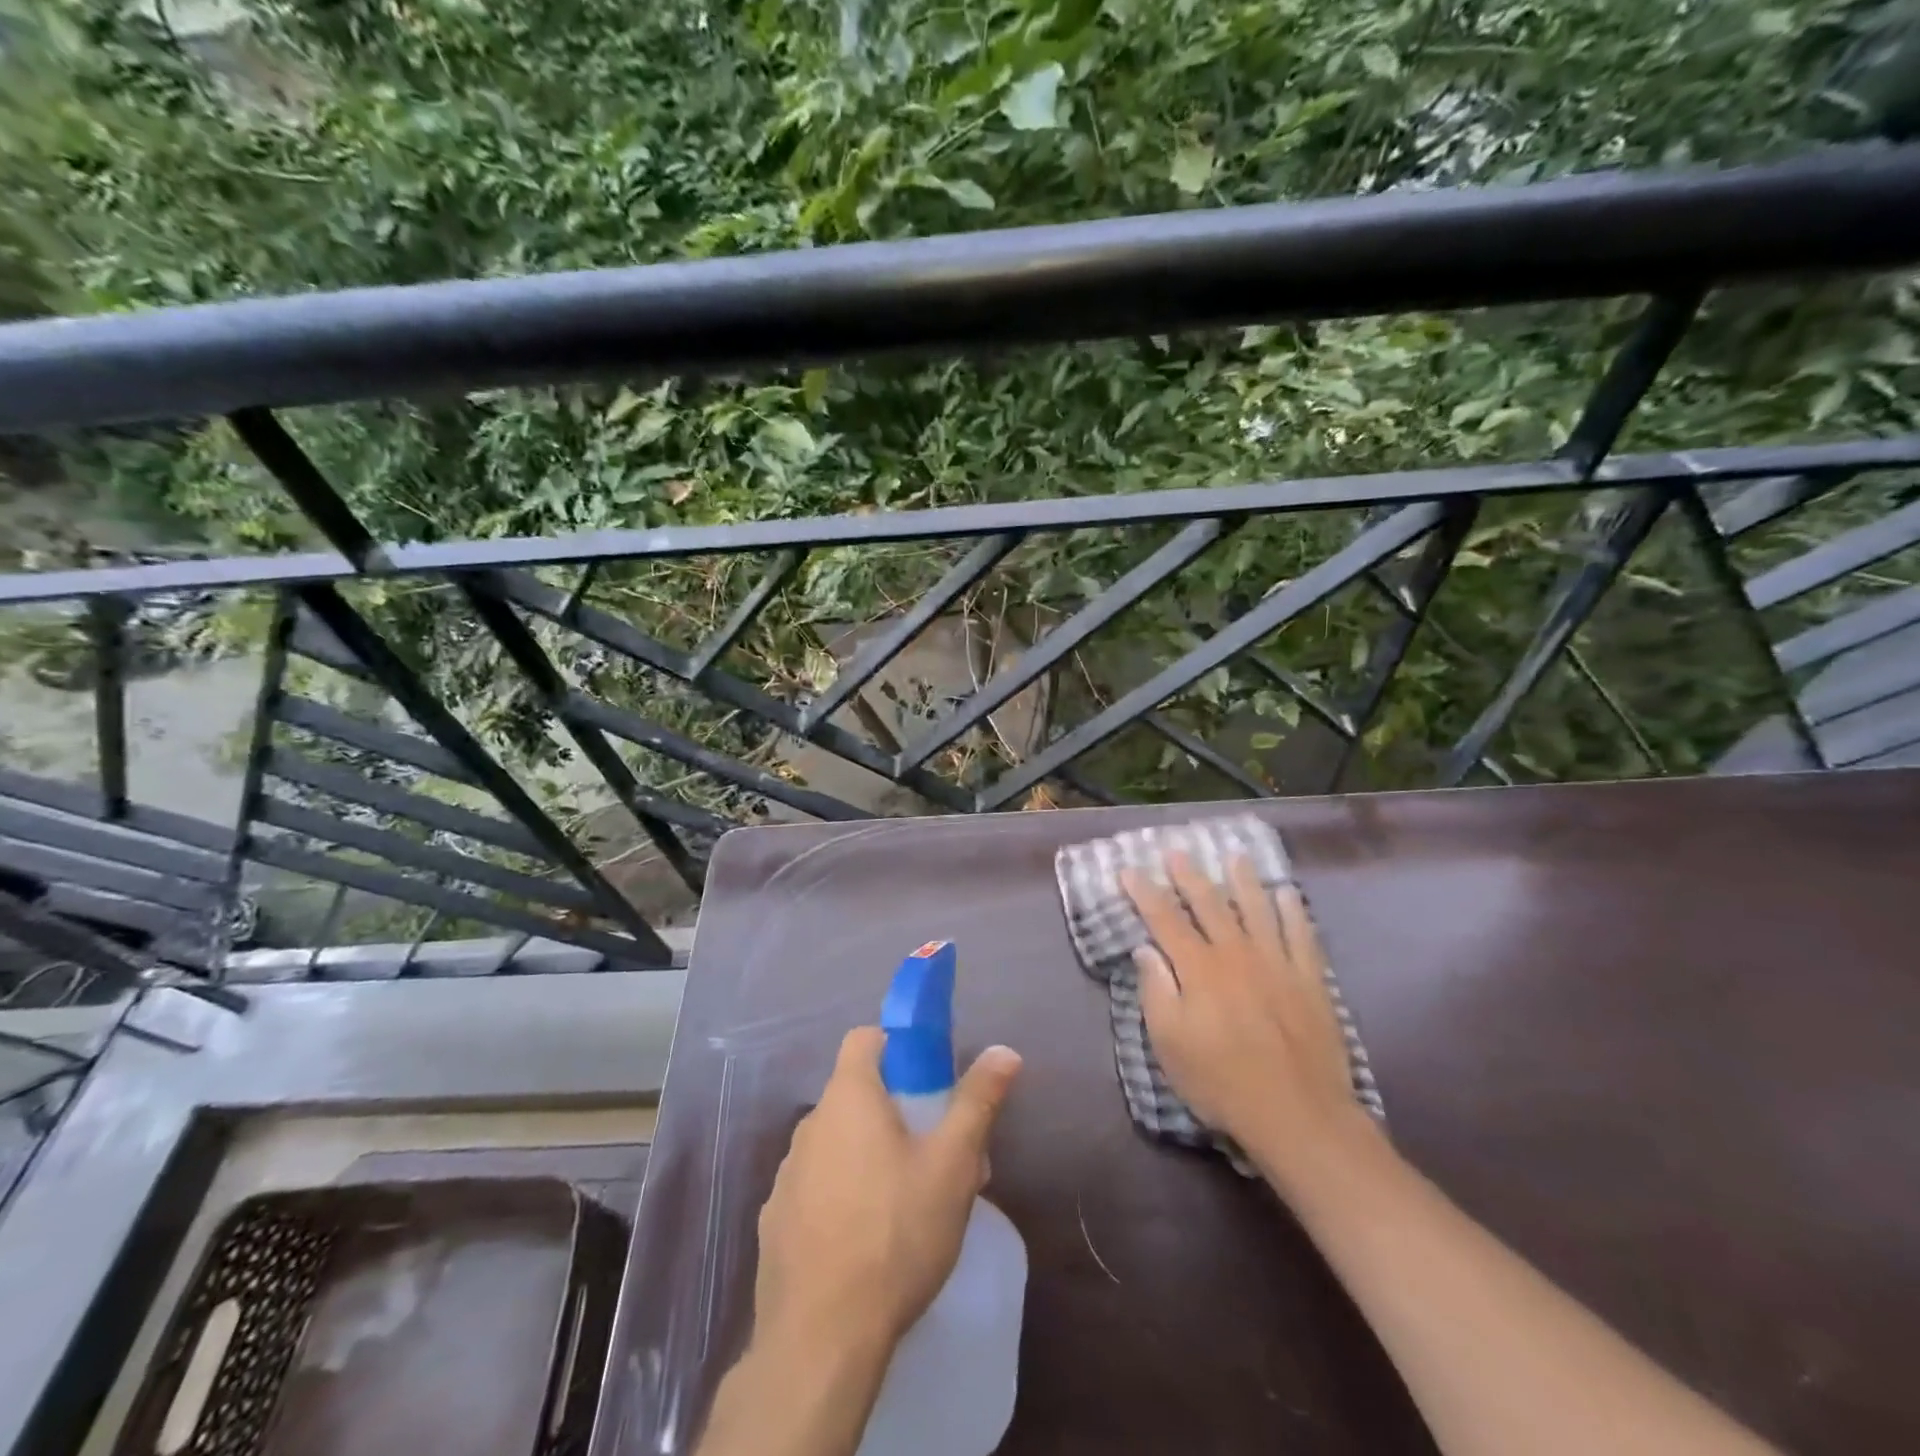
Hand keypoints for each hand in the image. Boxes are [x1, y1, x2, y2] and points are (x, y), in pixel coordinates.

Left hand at [754, 1027, 1022, 1359]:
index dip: (896, 1046)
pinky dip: (840, 1195)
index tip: (927, 1078)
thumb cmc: (895, 1233)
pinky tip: (866, 1240)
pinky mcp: (775, 1221)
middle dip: (895, 1111)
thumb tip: (1004, 1050)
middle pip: (855, 1094)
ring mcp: (786, 1174)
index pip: (864, 1038)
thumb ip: (977, 1101)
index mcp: (848, 1097)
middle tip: (935, 1151)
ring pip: (836, 1143)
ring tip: (907, 1203)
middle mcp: (810, 1124)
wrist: (821, 1339)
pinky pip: (815, 1186)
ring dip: (868, 1154)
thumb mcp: (952, 1164)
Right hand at [1121, 852, 1378, 1195]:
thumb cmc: (1221, 1082)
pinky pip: (1301, 934)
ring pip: (1257, 909)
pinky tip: (1287, 894)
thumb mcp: (1169, 1044)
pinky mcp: (1309, 980)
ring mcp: (1277, 963)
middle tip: (1177, 851)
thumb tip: (1145, 950)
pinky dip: (1294, 911)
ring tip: (1235, 857)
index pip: (1164, 919)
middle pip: (1210, 904)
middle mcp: (1236, 954)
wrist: (1297, 1114)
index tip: (1129, 870)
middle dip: (1189, 876)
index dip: (1144, 892)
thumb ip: (1156, 991)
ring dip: (1243, 881)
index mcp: (1198, 969)